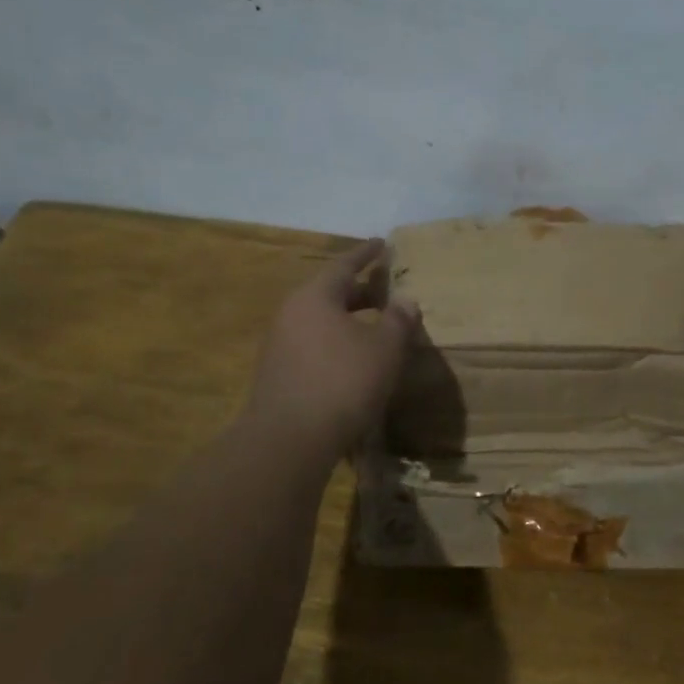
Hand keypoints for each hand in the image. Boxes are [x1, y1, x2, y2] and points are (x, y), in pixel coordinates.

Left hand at [247, 239, 422, 456]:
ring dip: (347, 319)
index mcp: (315, 296)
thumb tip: (405, 300)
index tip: (382, 243)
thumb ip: (398, 320)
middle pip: (329, 292)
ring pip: (320, 320)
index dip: (366, 254)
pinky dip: (335, 342)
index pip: (344, 264)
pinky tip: (352, 359)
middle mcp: (291, 313)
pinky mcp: (277, 373)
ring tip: (373, 326)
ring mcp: (279, 344)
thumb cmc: (343, 382)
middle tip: (384, 289)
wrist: (290, 439)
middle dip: (359, 290)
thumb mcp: (384, 348)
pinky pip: (312, 344)